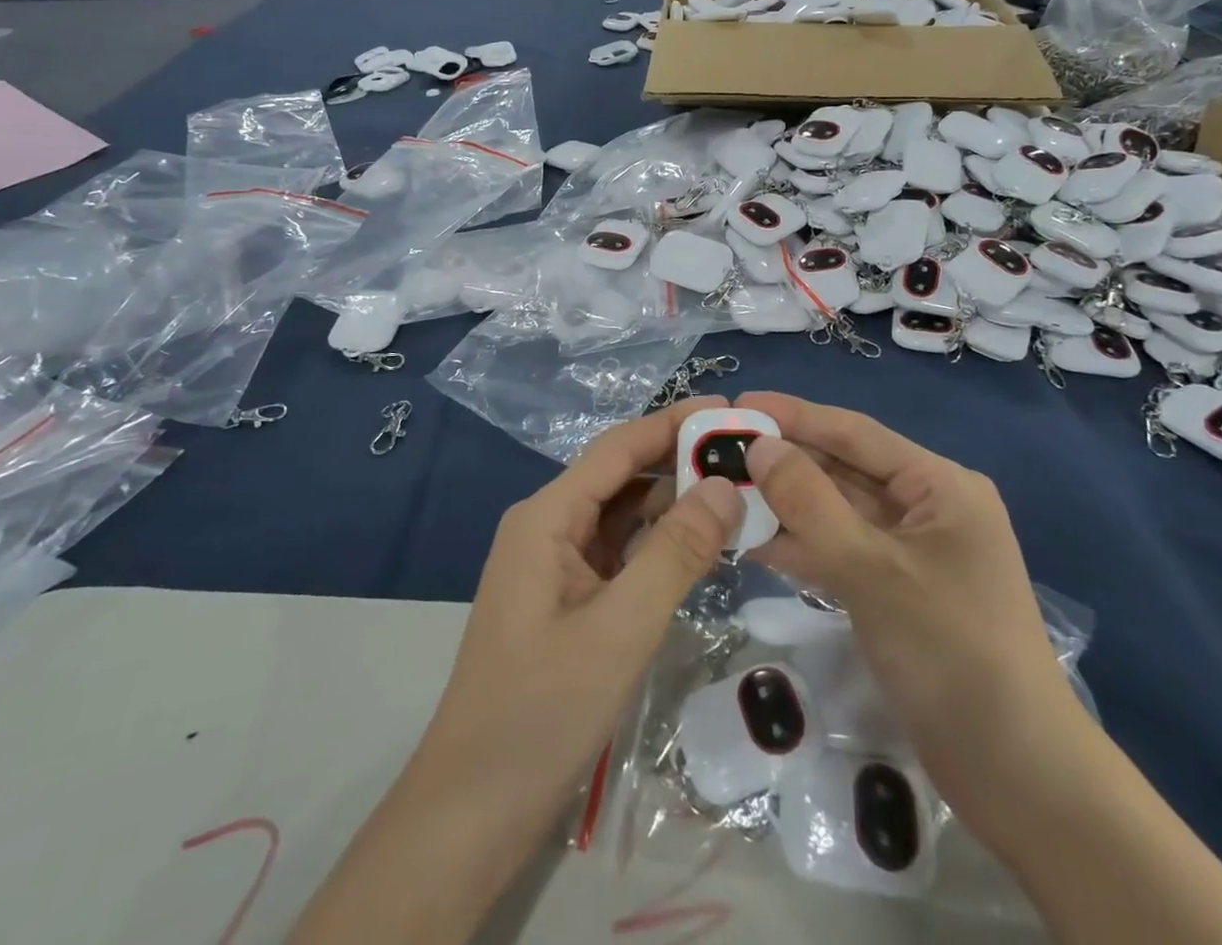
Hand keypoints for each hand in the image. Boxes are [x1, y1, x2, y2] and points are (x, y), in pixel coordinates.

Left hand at [290, 399, 743, 944]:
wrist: (474, 810)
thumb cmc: (543, 711)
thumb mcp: (621, 628)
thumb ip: (676, 552)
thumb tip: (725, 485)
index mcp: (547, 516)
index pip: (619, 448)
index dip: (673, 423)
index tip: (729, 411)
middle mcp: (549, 526)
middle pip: (622, 476)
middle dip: (680, 462)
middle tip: (747, 457)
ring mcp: (557, 564)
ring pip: (624, 515)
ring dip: (674, 504)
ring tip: (737, 495)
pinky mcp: (569, 598)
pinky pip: (620, 552)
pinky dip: (660, 543)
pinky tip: (702, 546)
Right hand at [733, 392, 1089, 851]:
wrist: (1016, 776)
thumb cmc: (952, 653)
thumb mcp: (873, 569)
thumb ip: (810, 503)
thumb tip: (760, 447)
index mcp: (939, 485)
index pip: (855, 433)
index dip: (795, 415)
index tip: (739, 405)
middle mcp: (925, 507)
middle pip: (842, 470)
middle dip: (784, 462)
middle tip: (718, 451)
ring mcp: (909, 552)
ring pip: (835, 512)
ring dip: (785, 505)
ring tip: (722, 492)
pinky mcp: (894, 591)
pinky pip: (839, 552)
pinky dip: (800, 545)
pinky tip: (750, 540)